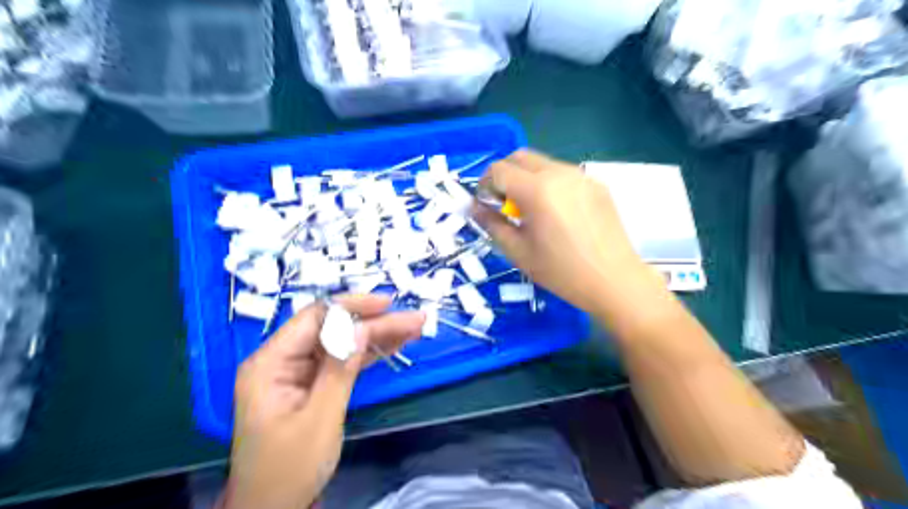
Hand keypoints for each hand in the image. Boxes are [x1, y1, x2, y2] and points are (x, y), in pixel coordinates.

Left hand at [225, 295, 427, 508]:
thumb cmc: (289, 469)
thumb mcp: (319, 418)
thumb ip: (340, 368)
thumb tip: (362, 327)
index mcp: (270, 363)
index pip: (314, 318)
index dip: (352, 306)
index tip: (387, 303)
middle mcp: (283, 360)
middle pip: (334, 329)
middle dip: (375, 323)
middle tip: (414, 318)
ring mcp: (300, 372)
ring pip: (343, 342)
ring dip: (378, 336)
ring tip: (414, 327)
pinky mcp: (314, 384)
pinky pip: (344, 361)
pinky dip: (370, 354)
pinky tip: (396, 344)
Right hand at [472, 150, 664, 318]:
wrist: (614, 281)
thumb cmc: (561, 271)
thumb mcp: (518, 252)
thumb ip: (492, 224)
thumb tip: (473, 207)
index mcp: (537, 190)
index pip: (499, 170)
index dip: (485, 185)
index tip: (488, 206)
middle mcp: (559, 173)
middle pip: (520, 157)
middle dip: (505, 175)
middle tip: (505, 204)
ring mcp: (581, 176)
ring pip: (543, 163)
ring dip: (527, 178)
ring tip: (533, 210)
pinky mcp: (597, 184)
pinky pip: (564, 174)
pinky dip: (550, 184)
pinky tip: (558, 213)